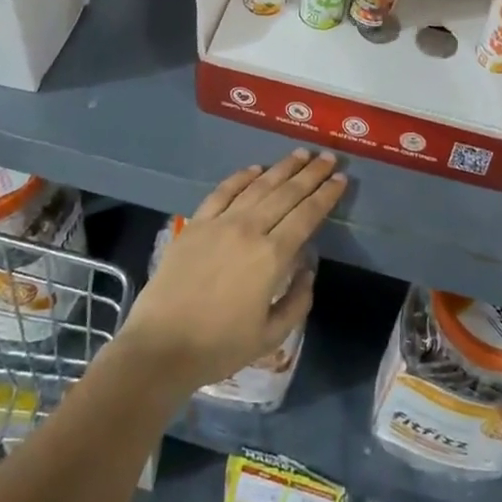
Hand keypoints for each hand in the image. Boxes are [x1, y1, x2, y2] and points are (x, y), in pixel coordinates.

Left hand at [119, 150, 344, 393]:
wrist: (160, 346)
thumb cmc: (219, 346)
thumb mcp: (270, 336)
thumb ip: (297, 301)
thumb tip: (308, 269)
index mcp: (272, 257)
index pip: (306, 216)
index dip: (326, 195)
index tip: (341, 179)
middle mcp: (249, 230)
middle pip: (286, 194)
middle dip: (311, 173)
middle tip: (328, 157)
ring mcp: (219, 223)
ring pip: (257, 186)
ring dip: (281, 168)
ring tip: (300, 154)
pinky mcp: (195, 224)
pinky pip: (222, 192)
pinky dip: (241, 177)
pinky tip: (255, 169)